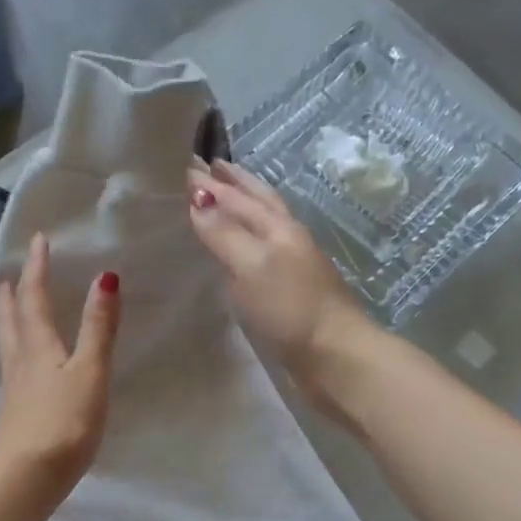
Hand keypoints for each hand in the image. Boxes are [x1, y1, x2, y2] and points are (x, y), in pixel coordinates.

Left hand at [0, 233, 119, 511]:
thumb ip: (98, 328)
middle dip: (12, 291)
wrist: (29, 475)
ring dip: (4, 318)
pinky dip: (10, 349)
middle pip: (10, 317)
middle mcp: (19, 360)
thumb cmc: (66, 422)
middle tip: (8, 273)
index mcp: (38, 346)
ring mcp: (12, 387)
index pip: (34, 297)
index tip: (38, 240)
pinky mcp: (12, 411)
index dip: (37, 268)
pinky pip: (8, 366)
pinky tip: (15, 362)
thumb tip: (104, 277)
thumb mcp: (90, 371)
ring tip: (3, 305)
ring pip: (5, 342)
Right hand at [187, 160, 365, 373]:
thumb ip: (225, 234)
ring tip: (225, 201)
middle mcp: (288, 238)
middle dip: (235, 184)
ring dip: (244, 208)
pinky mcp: (293, 292)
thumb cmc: (290, 308)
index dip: (213, 184)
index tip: (186, 166)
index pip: (240, 196)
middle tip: (211, 167)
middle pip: (260, 202)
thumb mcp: (252, 266)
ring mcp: (294, 265)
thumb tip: (197, 200)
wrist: (334, 355)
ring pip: (265, 225)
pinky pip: (264, 254)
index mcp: (278, 227)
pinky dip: (248, 241)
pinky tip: (240, 252)